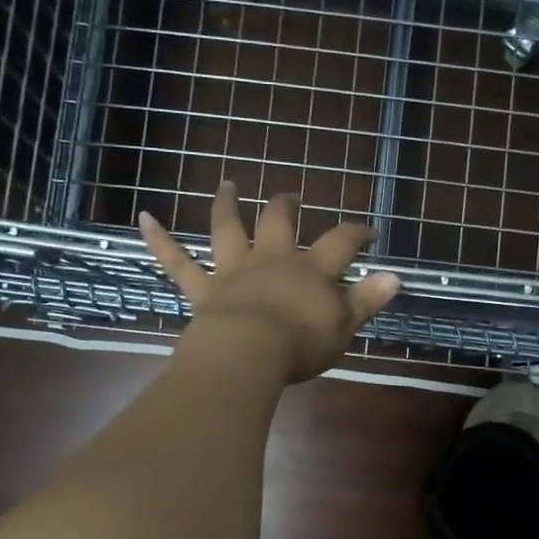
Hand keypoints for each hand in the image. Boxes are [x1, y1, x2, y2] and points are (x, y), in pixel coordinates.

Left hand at [140, 183, 400, 384]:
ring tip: (227, 184)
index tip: (368, 233)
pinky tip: (143, 217)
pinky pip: (176, 261)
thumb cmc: (300, 344)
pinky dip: (159, 239)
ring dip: (227, 205)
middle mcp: (272, 260)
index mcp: (310, 270)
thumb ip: (367, 300)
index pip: (341, 242)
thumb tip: (395, 277)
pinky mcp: (202, 290)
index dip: (357, 234)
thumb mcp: (344, 326)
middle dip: (286, 206)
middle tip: (290, 194)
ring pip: (228, 230)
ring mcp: (233, 271)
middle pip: (279, 222)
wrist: (247, 354)